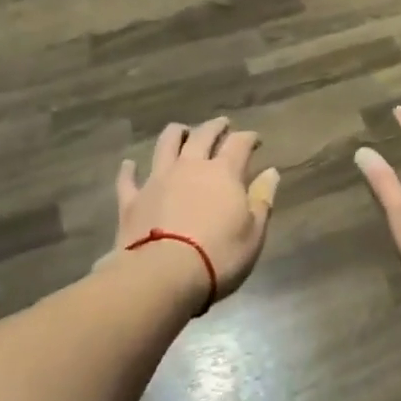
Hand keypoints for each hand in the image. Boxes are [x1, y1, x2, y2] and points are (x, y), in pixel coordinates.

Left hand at [112, 117, 279, 304]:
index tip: (255, 138)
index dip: (249, 137)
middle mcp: (190, 166)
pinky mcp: (132, 200)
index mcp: (223, 172)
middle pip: (203, 135)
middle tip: (222, 124)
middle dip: (215, 126)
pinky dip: (129, 170)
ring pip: (165, 145)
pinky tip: (130, 165)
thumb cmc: (218, 256)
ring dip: (175, 134)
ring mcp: (158, 180)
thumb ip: (262, 200)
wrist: (162, 276)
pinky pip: (128, 179)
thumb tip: (271, 172)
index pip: (239, 144)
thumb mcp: (253, 233)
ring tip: (181, 131)